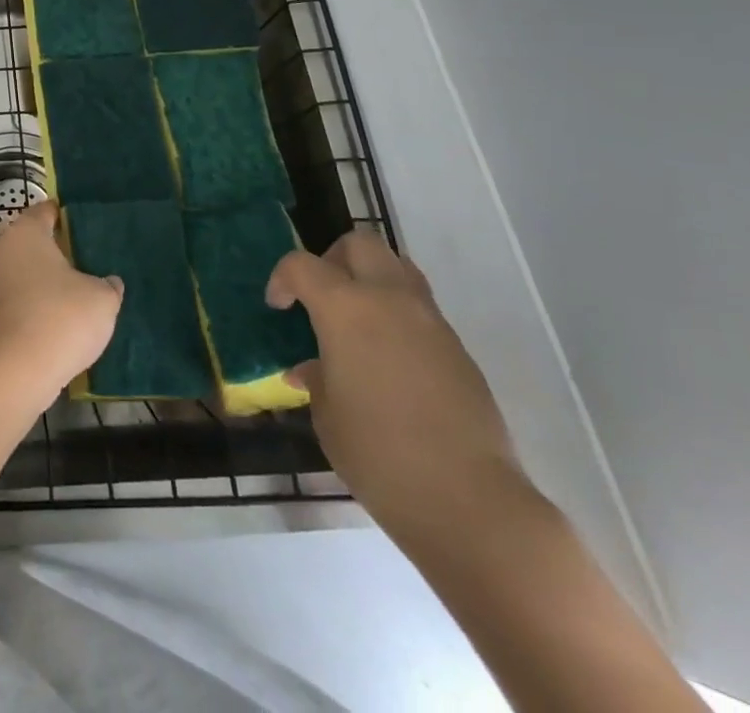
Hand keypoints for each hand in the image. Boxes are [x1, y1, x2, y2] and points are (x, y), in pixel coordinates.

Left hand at [0, 201, 123, 401]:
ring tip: (78, 293)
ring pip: (23, 267)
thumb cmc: (60, 318)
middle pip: (31, 239)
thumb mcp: (102, 299)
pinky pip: (17, 293)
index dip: (68, 217)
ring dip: (44, 278)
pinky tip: (60, 317)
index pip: (47, 210)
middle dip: (55, 249)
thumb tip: (109, 282)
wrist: (14, 369)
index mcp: (25, 230)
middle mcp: (2, 245)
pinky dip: (34, 300)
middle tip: (87, 263)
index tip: (89, 229)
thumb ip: (108, 284)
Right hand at [268, 229, 526, 543]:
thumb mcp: (327, 416)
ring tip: (356, 323)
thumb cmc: (378, 454)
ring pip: (398, 269)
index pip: (302, 265)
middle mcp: (389, 301)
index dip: (282, 278)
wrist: (471, 503)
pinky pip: (421, 310)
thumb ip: (317, 378)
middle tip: (321, 296)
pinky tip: (388, 362)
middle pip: (360, 244)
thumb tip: (313, 369)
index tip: (278, 307)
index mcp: (345, 308)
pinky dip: (398, 317)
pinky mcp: (459, 351)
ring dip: (371, 281)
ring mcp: (431, 323)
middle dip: (333, 259)